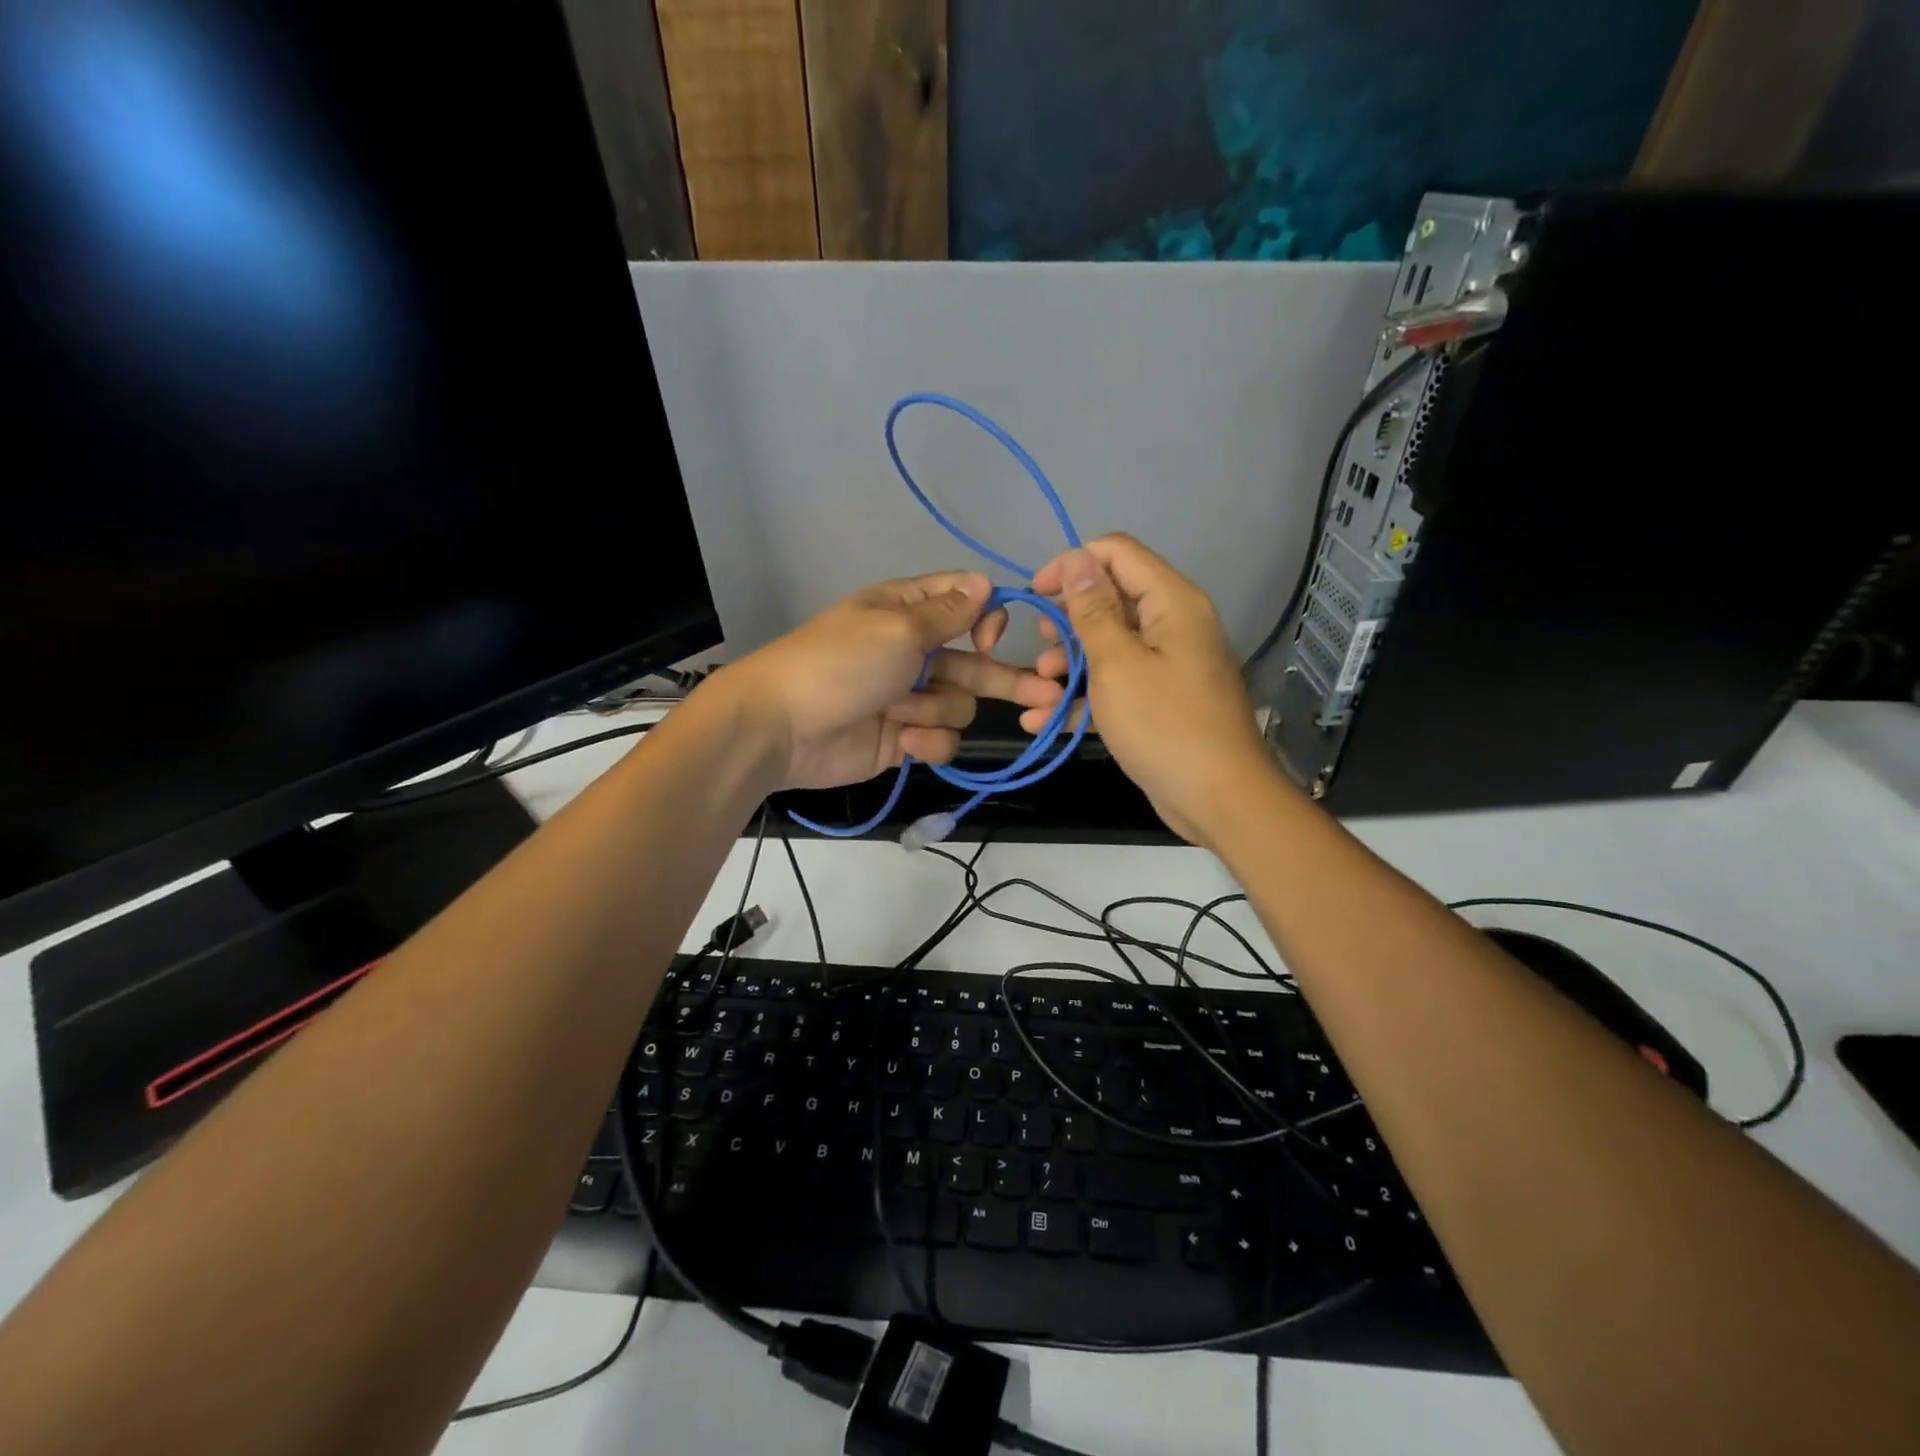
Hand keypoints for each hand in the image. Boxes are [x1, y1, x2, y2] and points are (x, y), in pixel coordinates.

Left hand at [720, 571, 1063, 791]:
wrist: (783, 728)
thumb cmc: (841, 664)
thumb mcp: (897, 628)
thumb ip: (947, 613)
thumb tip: (985, 581)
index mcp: (907, 612)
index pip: (964, 603)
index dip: (987, 618)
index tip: (992, 638)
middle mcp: (913, 651)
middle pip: (975, 662)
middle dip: (1005, 678)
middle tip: (1049, 695)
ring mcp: (909, 697)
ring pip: (959, 704)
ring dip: (937, 710)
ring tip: (902, 714)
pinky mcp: (904, 737)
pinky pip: (940, 738)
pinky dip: (926, 740)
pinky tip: (904, 740)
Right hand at [1025, 535, 1280, 845]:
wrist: (1217, 798)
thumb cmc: (1163, 724)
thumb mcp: (1116, 664)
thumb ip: (1092, 610)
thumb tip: (1076, 557)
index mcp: (1170, 602)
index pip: (1116, 553)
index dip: (1072, 565)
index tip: (1036, 593)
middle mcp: (1172, 624)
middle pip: (1110, 599)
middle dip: (1067, 622)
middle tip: (1040, 647)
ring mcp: (1167, 664)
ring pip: (1108, 646)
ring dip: (1068, 664)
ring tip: (1039, 690)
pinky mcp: (1159, 700)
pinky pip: (1116, 685)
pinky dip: (1083, 698)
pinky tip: (1043, 721)